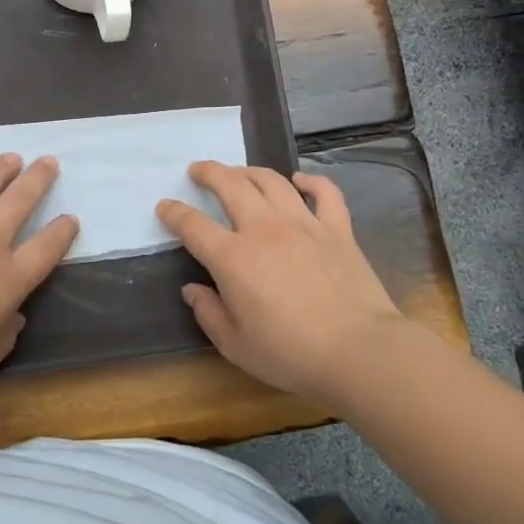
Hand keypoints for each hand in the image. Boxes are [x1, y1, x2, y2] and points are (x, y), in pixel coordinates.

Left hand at [0, 153, 78, 396]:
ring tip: (12, 157)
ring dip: (0, 169)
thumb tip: (15, 315)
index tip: (70, 219)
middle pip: (19, 201)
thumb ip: (4, 336)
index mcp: (7, 279)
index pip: (46, 248)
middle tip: (49, 162)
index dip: (62, 231)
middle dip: (38, 179)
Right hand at [157, 163, 404, 405]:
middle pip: (230, 185)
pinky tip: (300, 180)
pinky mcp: (337, 229)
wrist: (359, 351)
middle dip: (209, 172)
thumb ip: (208, 313)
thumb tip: (192, 289)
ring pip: (271, 180)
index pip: (192, 225)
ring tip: (239, 172)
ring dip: (249, 171)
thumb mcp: (236, 345)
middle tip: (198, 170)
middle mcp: (264, 229)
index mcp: (232, 258)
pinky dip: (310, 181)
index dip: (173, 212)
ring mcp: (303, 223)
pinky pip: (324, 192)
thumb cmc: (291, 353)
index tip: (164, 206)